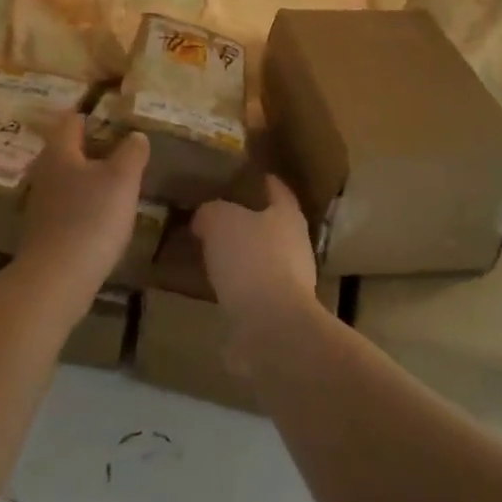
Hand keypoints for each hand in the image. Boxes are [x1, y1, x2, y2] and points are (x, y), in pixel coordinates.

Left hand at [18, 114, 149, 299]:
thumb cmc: (91, 218)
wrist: (57, 278)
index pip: (72, 121)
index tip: (114, 115)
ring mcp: (42, 203)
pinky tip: (103, 214)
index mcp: (60, 152)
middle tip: (122, 148)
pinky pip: (68, 206)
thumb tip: (136, 135)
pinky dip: (85, 203)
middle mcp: (45, 172)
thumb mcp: (122, 179)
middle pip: (67, 150)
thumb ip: (131, 152)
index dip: (91, 115)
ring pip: (68, 179)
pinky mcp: (45, 231)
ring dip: (89, 177)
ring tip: (118, 181)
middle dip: (92, 147)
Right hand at [191, 175, 318, 327]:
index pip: (278, 190)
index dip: (264, 181)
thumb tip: (205, 217)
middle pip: (272, 225)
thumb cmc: (251, 259)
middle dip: (249, 220)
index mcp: (288, 215)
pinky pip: (252, 289)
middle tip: (218, 214)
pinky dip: (236, 285)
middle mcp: (295, 245)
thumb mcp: (220, 220)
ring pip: (261, 258)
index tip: (249, 175)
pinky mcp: (277, 312)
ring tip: (212, 250)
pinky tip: (214, 284)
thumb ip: (211, 212)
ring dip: (241, 255)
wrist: (270, 326)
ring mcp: (290, 282)